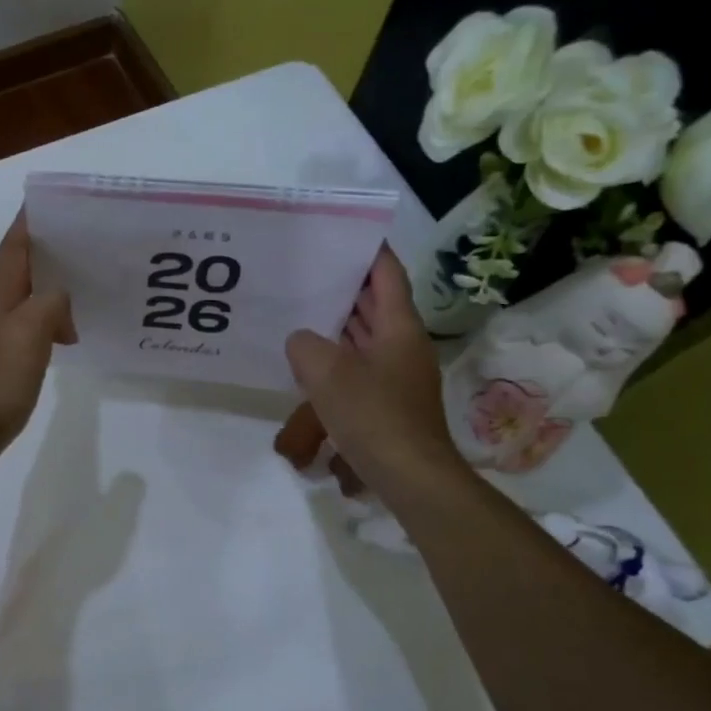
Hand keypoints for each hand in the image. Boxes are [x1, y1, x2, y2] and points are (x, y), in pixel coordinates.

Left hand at [0, 212, 75, 475]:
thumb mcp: (28, 333)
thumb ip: (49, 304)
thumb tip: (60, 300)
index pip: (14, 247)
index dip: (29, 222)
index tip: (53, 203)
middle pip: (19, 269)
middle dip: (46, 251)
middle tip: (84, 243)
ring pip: (25, 299)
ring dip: (50, 289)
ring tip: (84, 287)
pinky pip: (28, 328)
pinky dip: (48, 323)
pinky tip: (66, 335)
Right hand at [283, 247, 464, 499]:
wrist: (410, 477)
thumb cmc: (373, 416)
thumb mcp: (326, 373)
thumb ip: (305, 345)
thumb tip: (301, 342)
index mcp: (400, 327)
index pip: (387, 274)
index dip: (369, 251)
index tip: (344, 233)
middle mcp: (403, 345)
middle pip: (376, 305)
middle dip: (346, 287)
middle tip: (309, 270)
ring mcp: (398, 375)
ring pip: (367, 338)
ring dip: (338, 325)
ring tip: (301, 312)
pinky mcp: (389, 402)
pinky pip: (361, 367)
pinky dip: (338, 359)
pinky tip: (309, 366)